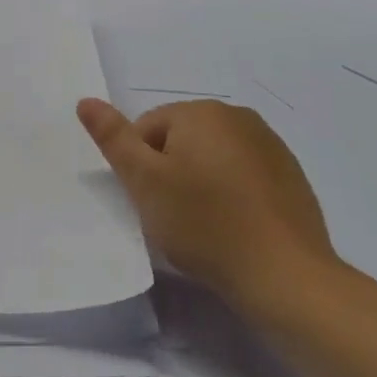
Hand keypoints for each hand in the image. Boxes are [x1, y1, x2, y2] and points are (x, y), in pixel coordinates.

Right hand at [77, 97, 341, 324]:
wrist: (284, 275)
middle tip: (174, 215)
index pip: (147, 128)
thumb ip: (114, 138)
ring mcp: (271, 145)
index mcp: (201, 112)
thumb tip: (86, 100)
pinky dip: (232, 194)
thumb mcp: (144, 182)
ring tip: (205, 224)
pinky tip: (235, 227)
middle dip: (171, 171)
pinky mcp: (291, 175)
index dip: (140, 166)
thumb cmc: (204, 225)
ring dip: (201, 182)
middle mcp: (238, 117)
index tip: (151, 201)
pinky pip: (244, 175)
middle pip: (181, 139)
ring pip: (213, 157)